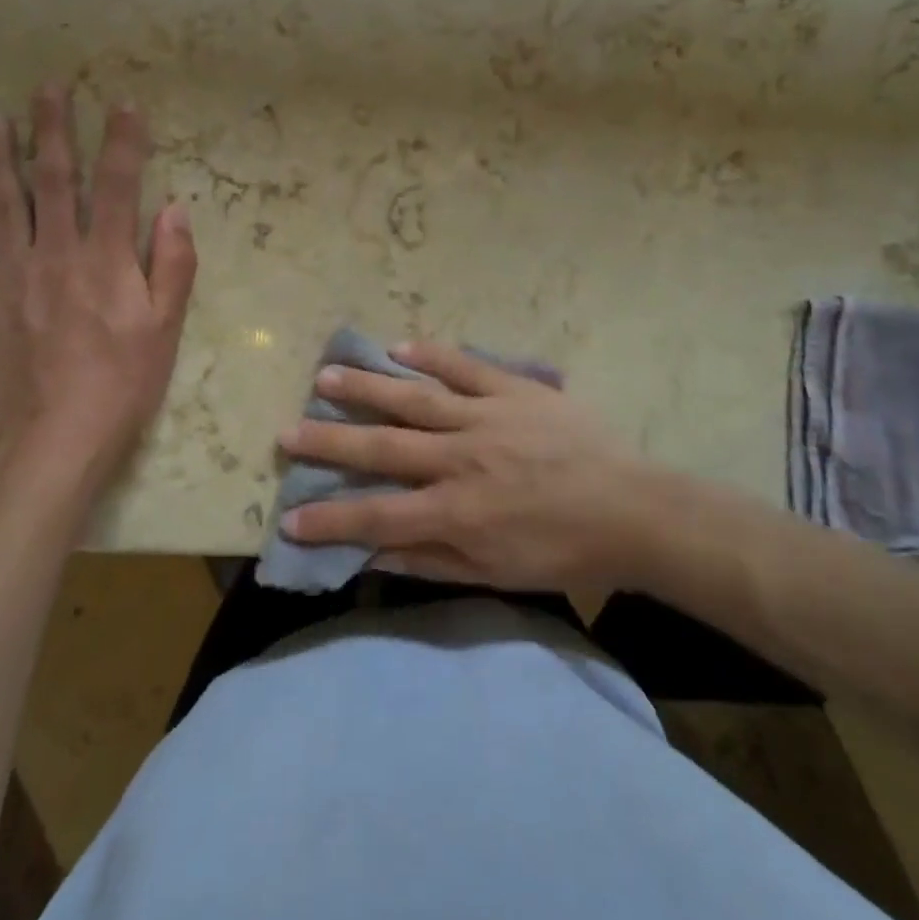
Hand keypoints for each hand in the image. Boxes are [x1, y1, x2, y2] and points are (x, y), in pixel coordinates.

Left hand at [0, 86, 197, 489]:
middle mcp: (55, 254)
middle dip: (52, 129)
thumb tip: (174, 208)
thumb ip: (173, 264)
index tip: (123, 103)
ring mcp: (9, 277)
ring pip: (1, 204)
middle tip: (48, 88)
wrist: (55, 440)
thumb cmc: (123, 384)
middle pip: (52, 179)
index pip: (118, 184)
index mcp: (106, 259)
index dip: (123, 140)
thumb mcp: (166, 328)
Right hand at [275, 344, 651, 590]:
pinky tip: (399, 346)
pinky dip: (431, 355)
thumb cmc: (561, 551)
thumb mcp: (496, 573)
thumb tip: (374, 557)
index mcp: (457, 511)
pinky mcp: (513, 390)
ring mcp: (486, 417)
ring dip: (367, 388)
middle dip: (330, 441)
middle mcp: (460, 459)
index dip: (329, 520)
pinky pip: (464, 367)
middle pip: (383, 448)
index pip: (378, 516)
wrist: (631, 509)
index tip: (288, 518)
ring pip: (415, 398)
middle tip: (286, 430)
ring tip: (326, 375)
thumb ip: (432, 561)